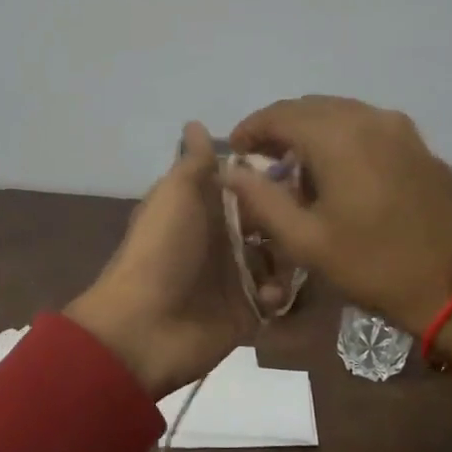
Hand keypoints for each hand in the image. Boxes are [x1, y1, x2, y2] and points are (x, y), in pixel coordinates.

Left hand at [66, 123, 287, 396]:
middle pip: (269, 223)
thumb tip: (196, 123)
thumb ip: (193, 162)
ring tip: (292, 260)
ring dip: (288, 259)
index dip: (271, 179)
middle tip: (307, 219)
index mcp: (203, 209)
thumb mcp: (176, 195)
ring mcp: (234, 279)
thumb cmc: (162, 251)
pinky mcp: (245, 314)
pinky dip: (278, 295)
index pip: (247, 187)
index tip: (302, 172)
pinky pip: (275, 299)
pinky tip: (270, 296)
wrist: (144, 328)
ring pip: (279, 260)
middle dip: (288, 220)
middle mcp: (221, 240)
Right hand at [224, 96, 451, 367]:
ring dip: (310, 131)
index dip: (250, 129)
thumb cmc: (376, 265)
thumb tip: (232, 171)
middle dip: (279, 128)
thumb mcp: (307, 241)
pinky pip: (367, 126)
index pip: (279, 114)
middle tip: (261, 162)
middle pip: (309, 107)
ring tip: (295, 169)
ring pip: (340, 113)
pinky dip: (341, 137)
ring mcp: (400, 128)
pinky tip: (337, 172)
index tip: (235, 153)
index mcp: (338, 136)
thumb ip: (262, 200)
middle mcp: (369, 118)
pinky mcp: (419, 144)